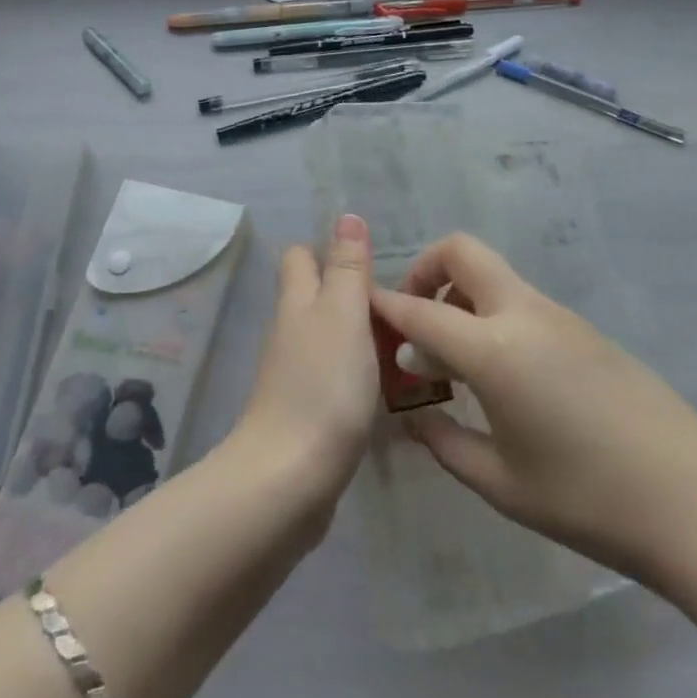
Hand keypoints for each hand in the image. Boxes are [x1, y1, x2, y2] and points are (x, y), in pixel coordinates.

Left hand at [230, 214, 380, 526]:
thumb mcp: (343, 314)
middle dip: (351, 295)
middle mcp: (291, 332)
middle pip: (316, 298)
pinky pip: (334, 379)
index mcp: (297, 301)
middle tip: (402, 305)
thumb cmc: (322, 386)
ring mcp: (295, 376)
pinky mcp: (305, 415)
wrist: (289, 481)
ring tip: (408, 344)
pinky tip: (388, 389)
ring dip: (360, 337)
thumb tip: (346, 216)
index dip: (327, 250)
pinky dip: (357, 375)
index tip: (370, 260)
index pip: (301, 257)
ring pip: (328, 339)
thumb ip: (347, 267)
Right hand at [370, 233, 696, 584]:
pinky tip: (501, 373)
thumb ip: (445, 443)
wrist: (694, 499)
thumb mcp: (501, 483)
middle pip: (461, 250)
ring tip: (453, 357)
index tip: (359, 306)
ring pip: (492, 274)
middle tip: (415, 320)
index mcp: (493, 349)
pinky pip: (520, 300)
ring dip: (459, 294)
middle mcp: (522, 313)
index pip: (420, 311)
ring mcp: (556, 314)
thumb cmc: (586, 498)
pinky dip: (491, 313)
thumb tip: (413, 417)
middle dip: (425, 269)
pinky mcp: (581, 326)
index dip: (384, 305)